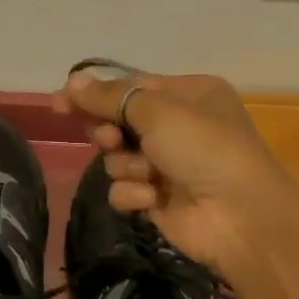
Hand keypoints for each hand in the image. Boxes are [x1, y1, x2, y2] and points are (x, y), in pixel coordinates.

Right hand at [53, 67, 298, 288]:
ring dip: (128, 165)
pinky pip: (124, 188)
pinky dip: (134, 193)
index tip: (59, 103)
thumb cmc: (204, 149)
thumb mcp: (157, 112)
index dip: (93, 94)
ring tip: (148, 174)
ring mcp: (167, 165)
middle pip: (119, 121)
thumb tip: (72, 80)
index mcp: (188, 95)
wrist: (240, 218)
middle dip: (110, 132)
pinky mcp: (158, 198)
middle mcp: (178, 126)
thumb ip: (109, 97)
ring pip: (117, 157)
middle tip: (111, 139)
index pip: (130, 87)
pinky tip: (153, 199)